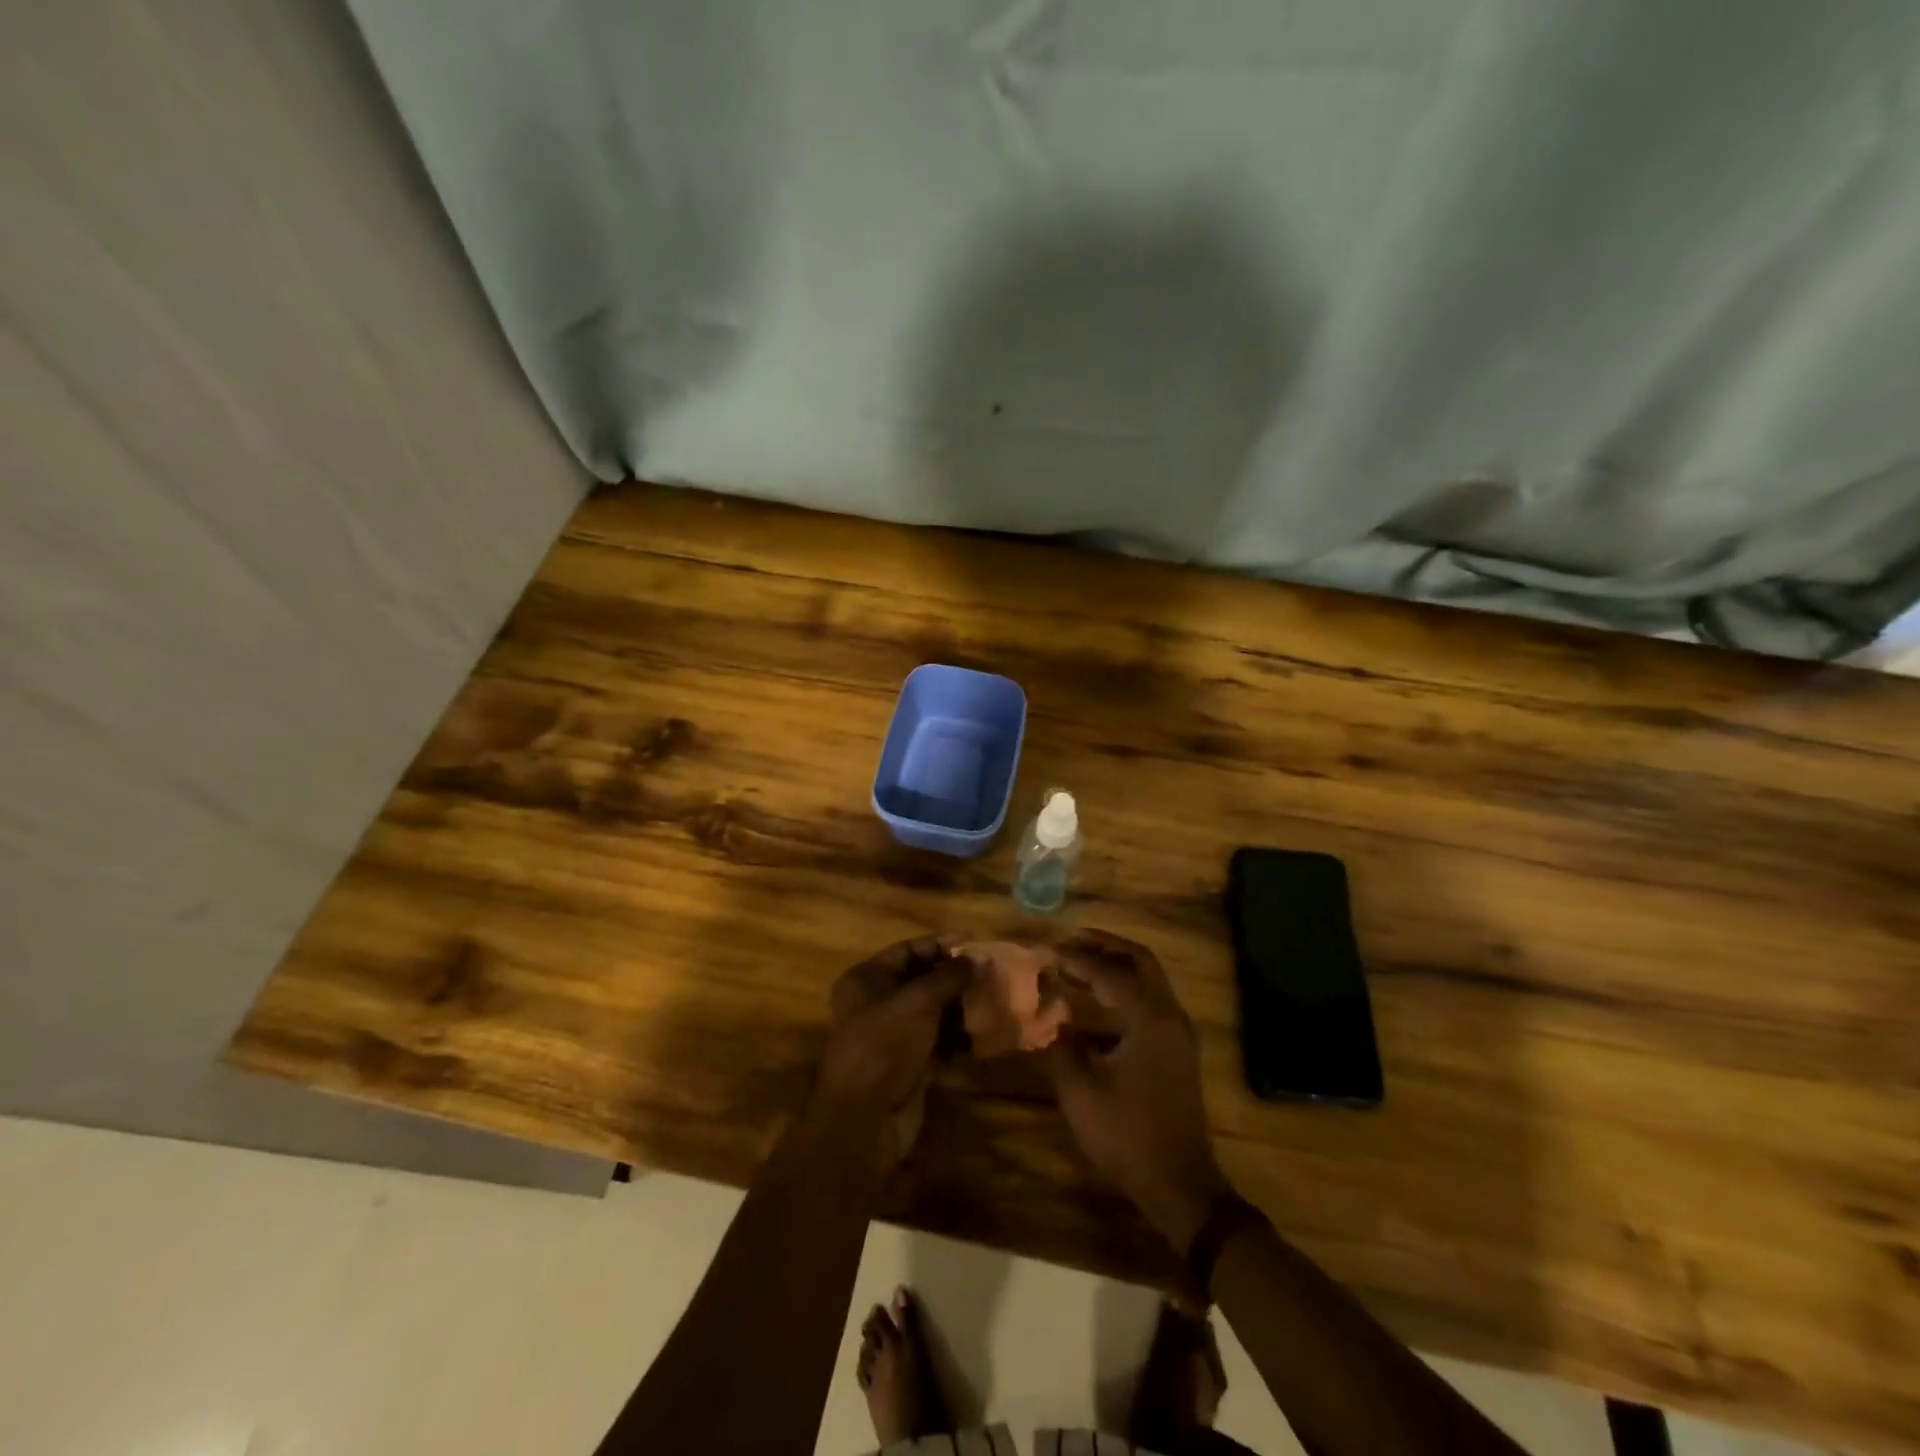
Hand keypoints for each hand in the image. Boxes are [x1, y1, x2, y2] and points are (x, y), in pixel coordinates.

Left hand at [817, 936, 969, 1170]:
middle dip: (955, 978)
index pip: (907, 950)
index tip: (975, 942)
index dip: (940, 944)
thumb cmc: (885, 1044)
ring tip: (994, 1001)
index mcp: (866, 979)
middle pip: (922, 981)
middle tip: (991, 973)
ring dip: (961, 1008)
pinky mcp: (909, 1064)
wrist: (867, 1117)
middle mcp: (876, 1003)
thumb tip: (977, 959)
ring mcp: (893, 1036)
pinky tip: (985, 1034)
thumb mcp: (918, 1001)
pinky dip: (959, 1038)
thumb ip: (949, 977)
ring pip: (933, 1013)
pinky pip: (939, 1042)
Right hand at [1046, 930, 1230, 1251]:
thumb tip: (1049, 1015)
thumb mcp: (1082, 1093)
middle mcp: (1171, 1016)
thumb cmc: (1129, 1137)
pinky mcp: (1178, 1049)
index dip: (1077, 960)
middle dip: (1105, 945)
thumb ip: (1061, 1046)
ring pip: (1150, 978)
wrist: (1181, 1186)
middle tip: (1071, 940)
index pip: (1110, 973)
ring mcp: (1179, 1033)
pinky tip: (1100, 998)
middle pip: (1140, 960)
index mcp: (1150, 1020)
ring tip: (1080, 962)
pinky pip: (1152, 998)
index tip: (1047, 952)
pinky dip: (1126, 986)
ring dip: (1117, 964)